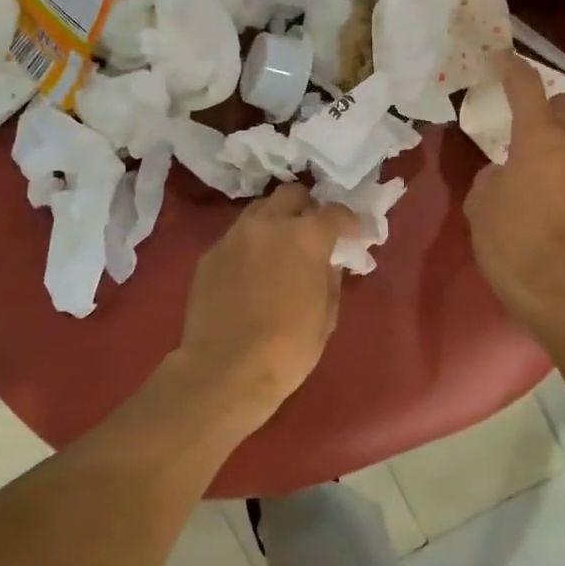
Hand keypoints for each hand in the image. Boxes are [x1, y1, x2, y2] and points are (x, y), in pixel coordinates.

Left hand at [174, 182, 360, 428]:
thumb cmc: (288, 347)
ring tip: (282, 247)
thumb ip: (331, 277)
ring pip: (259, 211)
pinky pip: (236, 237)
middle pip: (292, 194)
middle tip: (314, 232)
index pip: (335, 212)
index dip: (350, 222)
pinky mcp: (209, 255)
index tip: (355, 235)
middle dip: (308, 207)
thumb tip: (328, 261)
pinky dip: (251, 245)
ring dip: (276, 221)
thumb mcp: (326, 314)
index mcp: (305, 236)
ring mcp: (233, 237)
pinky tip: (253, 271)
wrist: (225, 371)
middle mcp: (267, 224)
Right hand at [465, 52, 564, 331]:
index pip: (526, 88)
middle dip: (546, 105)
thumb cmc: (514, 244)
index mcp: (541, 139)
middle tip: (523, 123)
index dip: (511, 69)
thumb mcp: (480, 208)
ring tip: (535, 165)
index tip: (500, 58)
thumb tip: (502, 176)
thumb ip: (490, 180)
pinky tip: (550, 196)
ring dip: (559, 141)